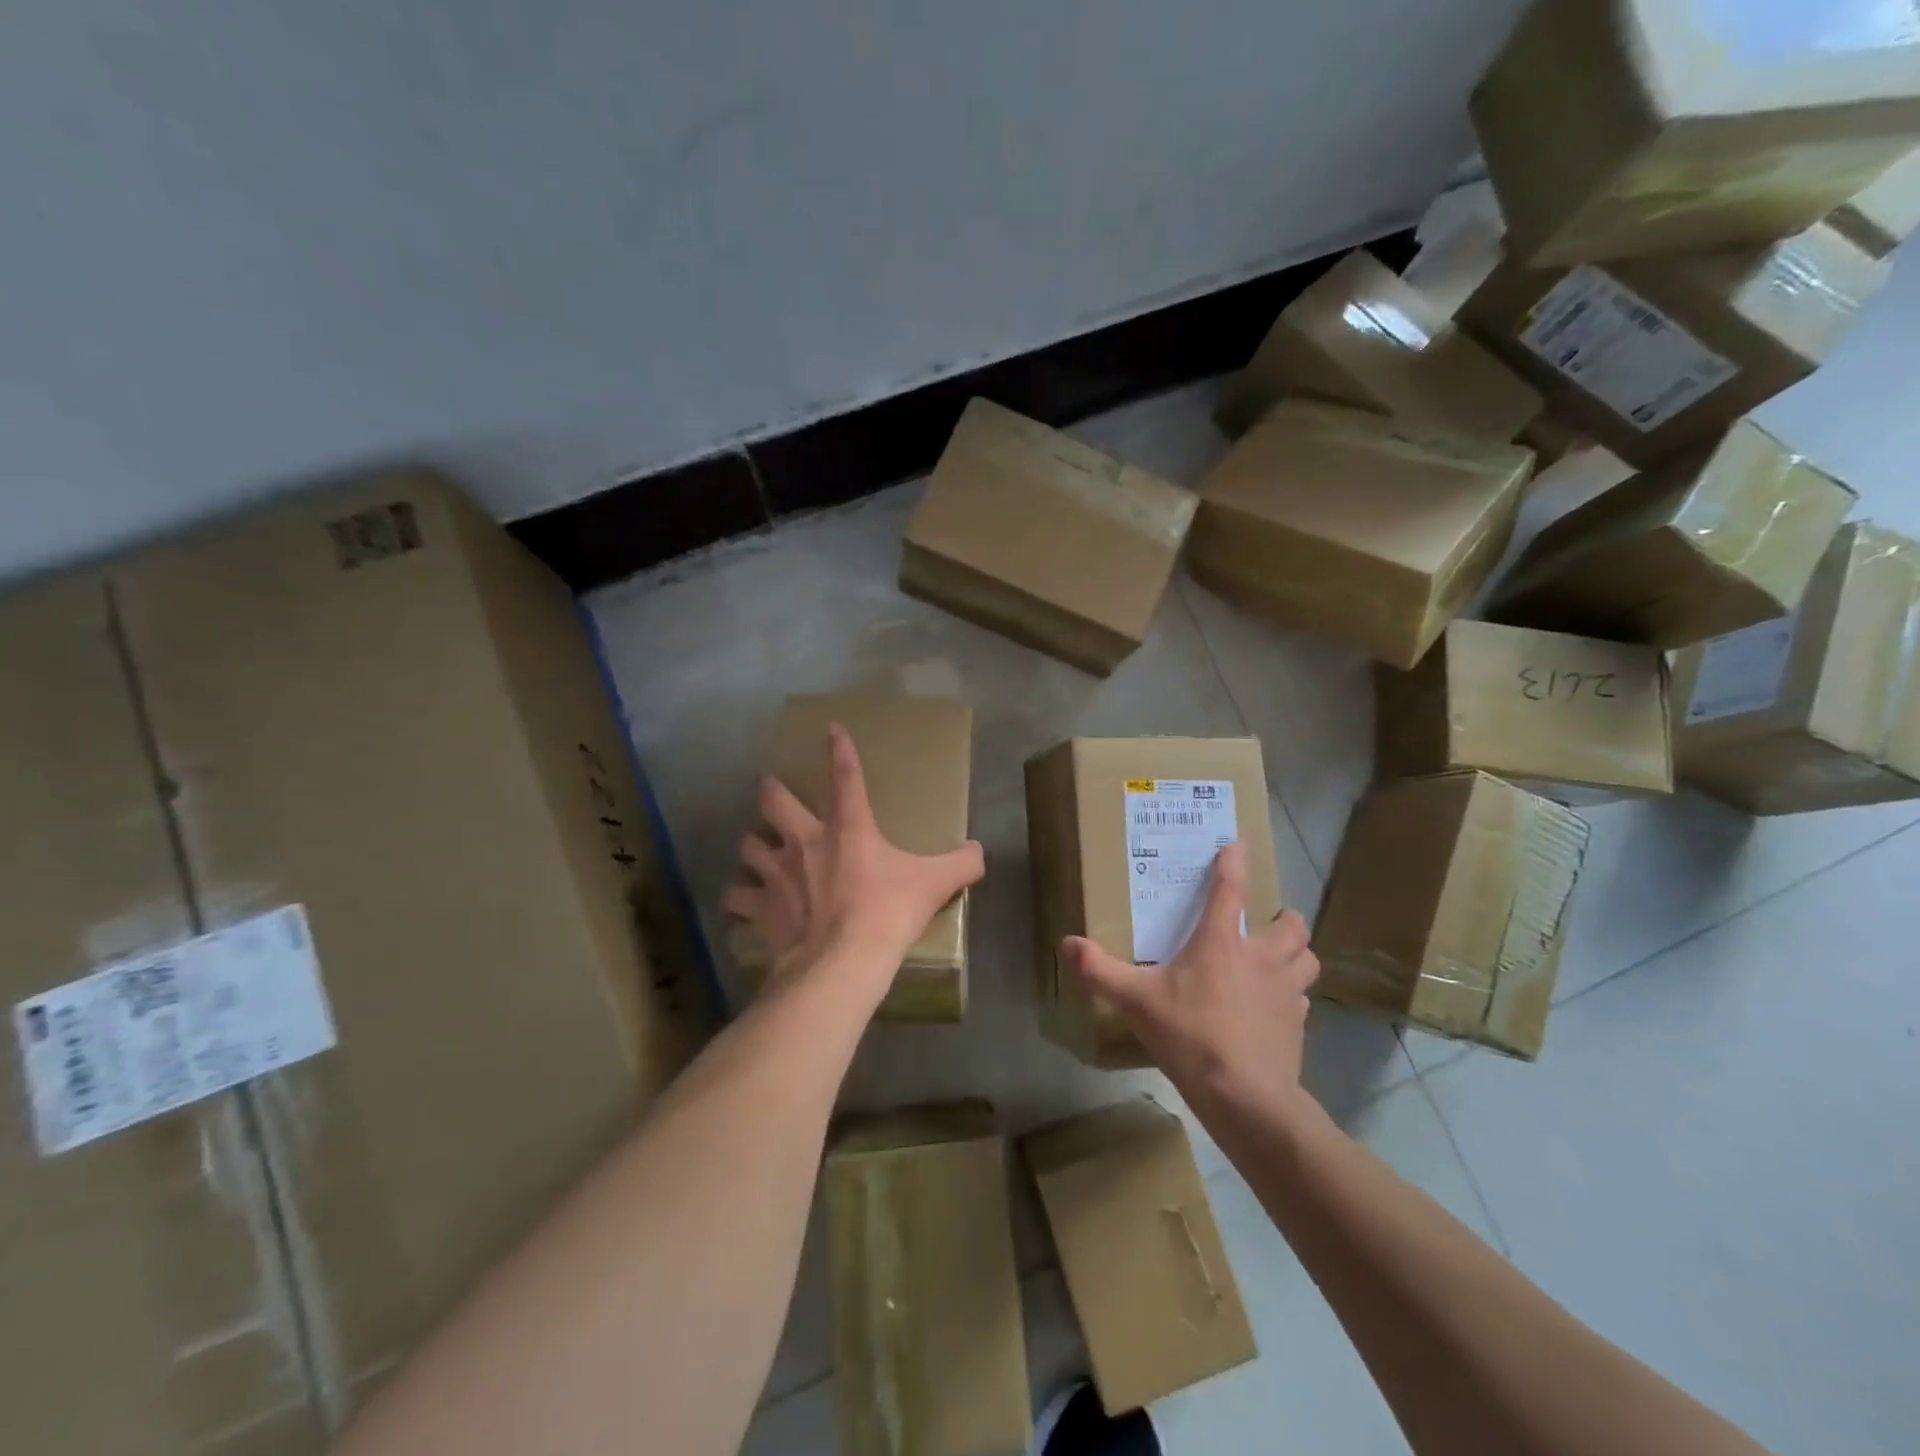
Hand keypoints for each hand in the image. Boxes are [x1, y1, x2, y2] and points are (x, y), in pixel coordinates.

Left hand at [722, 724, 985, 1009]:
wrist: (842, 962)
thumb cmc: (888, 914)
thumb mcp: (935, 885)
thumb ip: (961, 864)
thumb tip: (979, 852)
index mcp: (848, 828)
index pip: (846, 776)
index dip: (840, 750)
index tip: (831, 729)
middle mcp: (804, 841)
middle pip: (773, 800)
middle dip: (771, 790)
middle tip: (771, 790)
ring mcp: (777, 874)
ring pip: (748, 845)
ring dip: (753, 846)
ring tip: (759, 852)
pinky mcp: (761, 909)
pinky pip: (737, 897)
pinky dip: (740, 898)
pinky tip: (745, 901)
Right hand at [1065, 842, 1317, 1111]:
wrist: (1246, 1096)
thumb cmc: (1190, 1035)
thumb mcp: (1135, 1001)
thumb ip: (1099, 971)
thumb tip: (1067, 943)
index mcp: (1222, 942)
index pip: (1230, 889)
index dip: (1233, 863)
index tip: (1237, 845)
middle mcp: (1262, 958)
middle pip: (1291, 924)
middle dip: (1283, 918)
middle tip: (1265, 923)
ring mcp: (1286, 992)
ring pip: (1307, 959)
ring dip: (1297, 954)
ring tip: (1278, 959)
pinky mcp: (1298, 1025)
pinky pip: (1302, 999)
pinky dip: (1292, 995)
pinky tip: (1275, 1007)